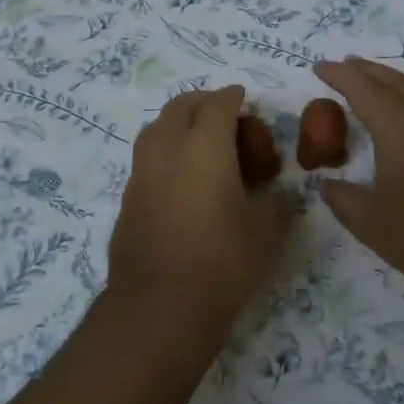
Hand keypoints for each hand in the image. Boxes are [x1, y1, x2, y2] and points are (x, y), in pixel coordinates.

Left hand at [106, 85, 293, 346]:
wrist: (160, 306)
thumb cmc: (223, 263)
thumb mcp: (267, 233)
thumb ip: (276, 202)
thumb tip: (276, 193)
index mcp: (205, 146)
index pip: (218, 104)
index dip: (233, 97)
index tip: (243, 98)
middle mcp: (168, 149)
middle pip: (181, 107)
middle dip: (203, 103)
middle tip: (223, 116)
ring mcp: (141, 172)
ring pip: (156, 128)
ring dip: (178, 124)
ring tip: (199, 143)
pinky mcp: (127, 197)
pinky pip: (147, 158)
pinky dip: (165, 153)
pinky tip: (179, 178)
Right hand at [312, 57, 403, 307]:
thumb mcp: (371, 223)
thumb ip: (343, 199)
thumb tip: (325, 184)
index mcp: (399, 128)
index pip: (363, 89)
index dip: (339, 76)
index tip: (318, 67)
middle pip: (393, 81)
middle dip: (366, 70)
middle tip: (344, 65)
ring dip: (392, 79)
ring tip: (374, 79)